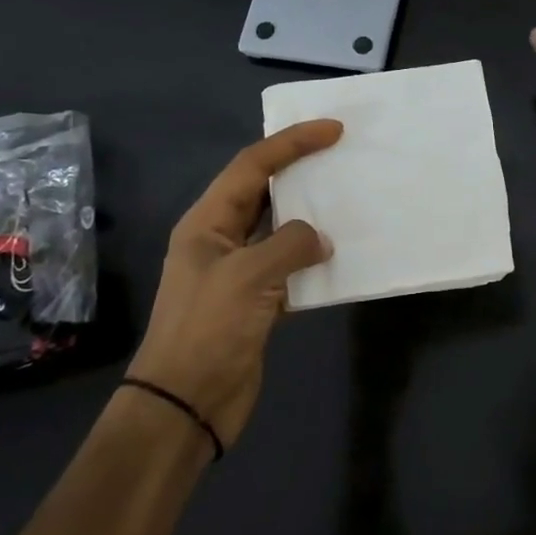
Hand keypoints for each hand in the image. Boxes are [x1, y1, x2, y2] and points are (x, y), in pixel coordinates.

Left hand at [128, 120, 341, 447]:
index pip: (253, 166)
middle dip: (301, 171)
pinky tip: (341, 257)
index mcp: (207, 222)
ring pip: (280, 229)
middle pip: (265, 192)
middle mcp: (221, 239)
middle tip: (342, 156)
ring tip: (349, 200)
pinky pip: (290, 267)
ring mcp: (239, 272)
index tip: (332, 130)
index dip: (292, 142)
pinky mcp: (256, 302)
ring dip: (311, 216)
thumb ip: (290, 245)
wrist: (186, 404)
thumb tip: (321, 239)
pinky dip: (314, 259)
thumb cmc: (208, 330)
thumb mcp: (248, 276)